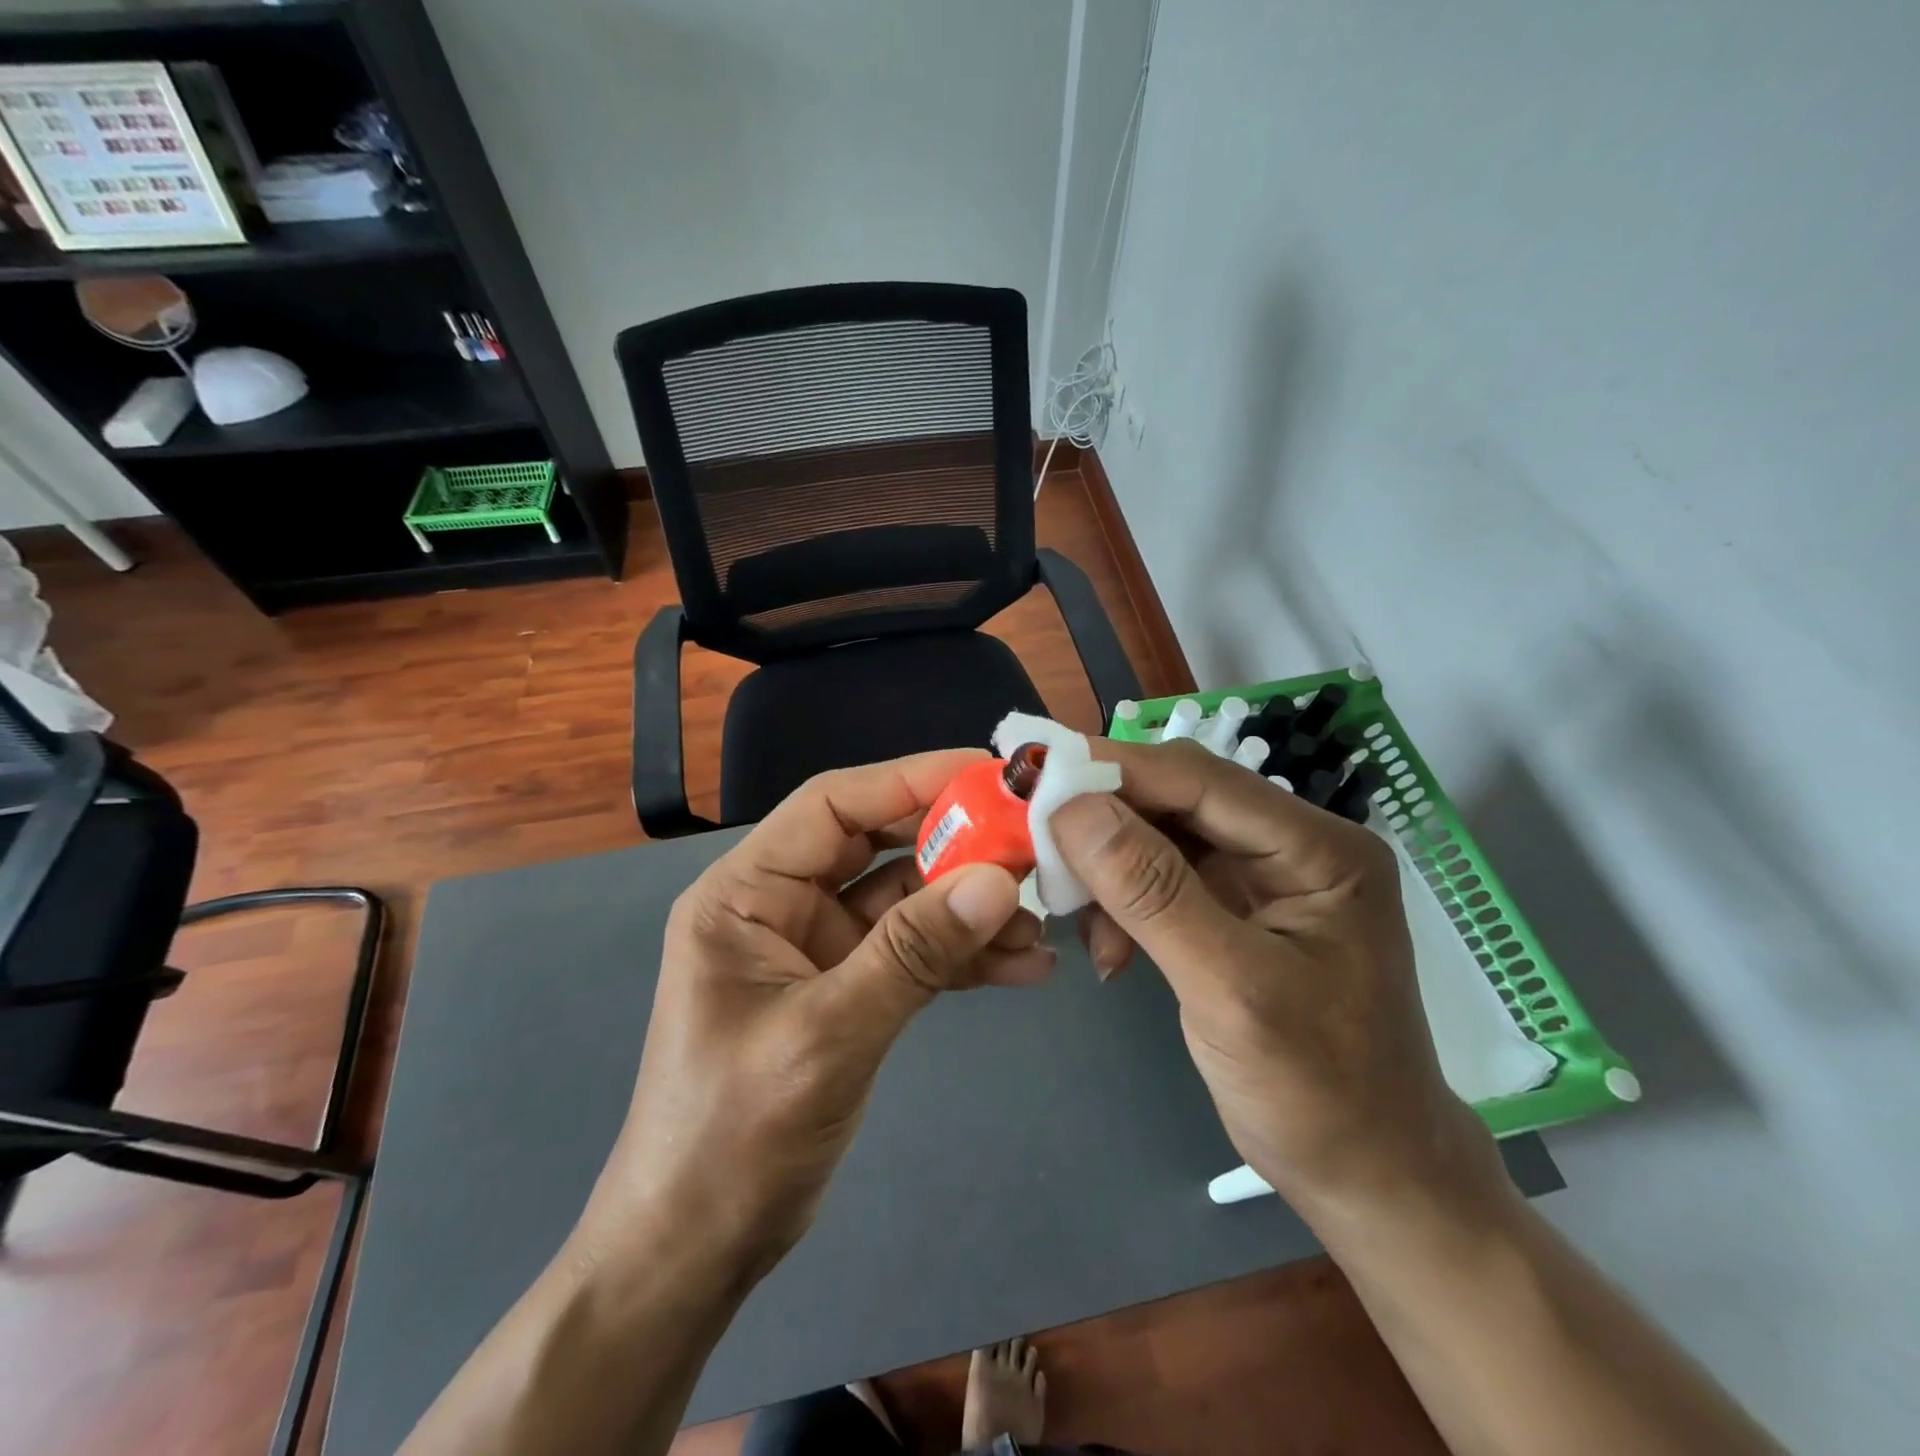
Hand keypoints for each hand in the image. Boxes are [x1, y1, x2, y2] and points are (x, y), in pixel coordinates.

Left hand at [577, 750, 1051, 1271]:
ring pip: (903, 902)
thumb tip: (998, 881)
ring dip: (967, 909)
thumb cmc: (733, 1136)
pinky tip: (1021, 968)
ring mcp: (814, 949)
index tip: (987, 774)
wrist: (695, 1250)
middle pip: (876, 846)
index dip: (910, 779)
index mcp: (745, 892)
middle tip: (1028, 845)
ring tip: (1037, 924)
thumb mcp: (827, 1034)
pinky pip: (910, 954)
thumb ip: (913, 954)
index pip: (834, 804)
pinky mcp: (844, 990)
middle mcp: (779, 905)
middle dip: (952, 846)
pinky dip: (960, 957)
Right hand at [1051, 739, 1502, 1215]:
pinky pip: (1164, 879)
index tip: (1037, 774)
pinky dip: (1125, 903)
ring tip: (1078, 919)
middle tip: (1040, 845)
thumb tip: (1074, 808)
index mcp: (1318, 848)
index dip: (1116, 770)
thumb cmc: (1319, 1093)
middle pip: (1179, 800)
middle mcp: (1293, 846)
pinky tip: (1110, 948)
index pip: (1202, 779)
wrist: (1368, 1177)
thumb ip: (1152, 893)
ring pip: (1163, 837)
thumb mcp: (1230, 991)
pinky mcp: (1237, 911)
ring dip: (1110, 870)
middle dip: (1106, 822)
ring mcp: (1265, 878)